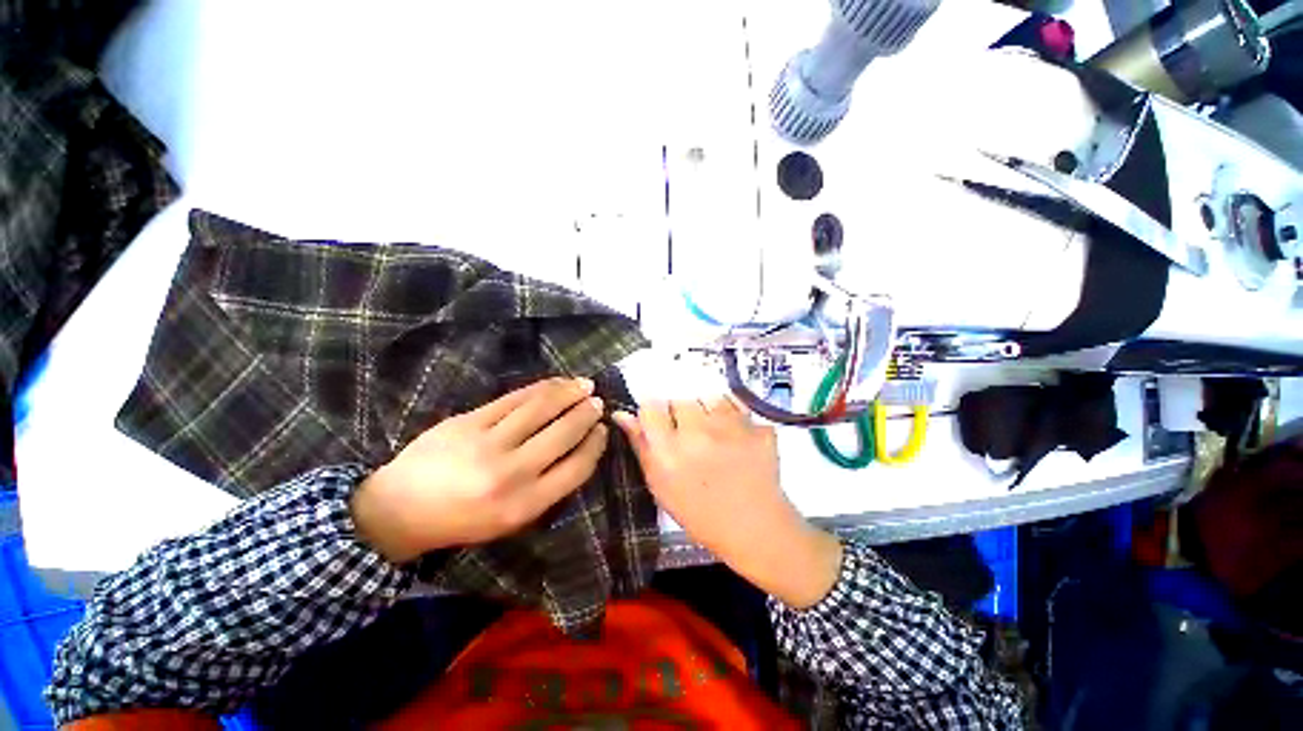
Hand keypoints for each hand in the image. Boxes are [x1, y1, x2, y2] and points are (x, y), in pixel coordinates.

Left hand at [351, 377, 608, 563]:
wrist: (400, 510)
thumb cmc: (464, 519)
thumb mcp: (512, 519)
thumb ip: (548, 486)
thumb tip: (580, 447)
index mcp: (525, 505)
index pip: (577, 467)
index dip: (595, 445)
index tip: (603, 430)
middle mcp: (511, 474)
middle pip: (563, 433)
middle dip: (587, 413)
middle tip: (597, 402)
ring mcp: (487, 443)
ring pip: (541, 408)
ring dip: (569, 392)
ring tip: (584, 385)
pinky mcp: (468, 421)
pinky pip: (513, 398)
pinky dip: (540, 388)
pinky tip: (555, 383)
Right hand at [613, 398, 841, 608]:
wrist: (754, 527)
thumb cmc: (700, 512)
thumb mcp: (661, 486)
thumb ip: (640, 446)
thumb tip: (622, 414)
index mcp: (669, 450)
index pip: (651, 406)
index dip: (654, 412)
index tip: (660, 422)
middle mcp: (698, 432)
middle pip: (680, 400)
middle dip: (681, 412)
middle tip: (690, 433)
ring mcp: (732, 427)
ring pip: (709, 398)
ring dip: (708, 410)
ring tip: (715, 432)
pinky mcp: (757, 427)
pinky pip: (739, 405)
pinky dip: (735, 414)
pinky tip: (735, 433)